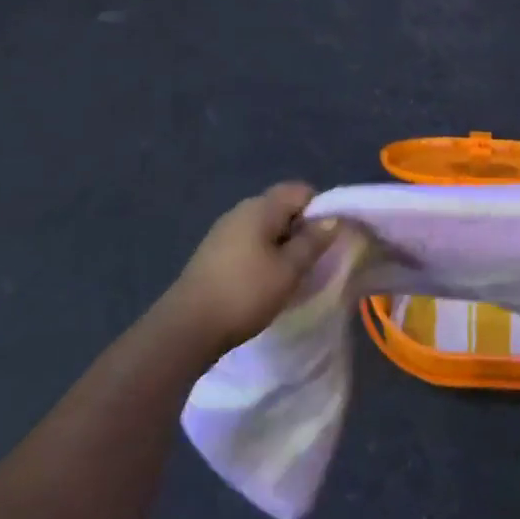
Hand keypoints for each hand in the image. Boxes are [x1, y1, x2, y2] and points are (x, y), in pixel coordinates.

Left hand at [165, 183, 343, 354]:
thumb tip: (333, 219)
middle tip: (312, 261)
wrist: (186, 328)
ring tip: (290, 275)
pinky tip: (264, 283)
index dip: (320, 209)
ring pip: (265, 227)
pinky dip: (263, 256)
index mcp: (261, 207)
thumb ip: (313, 241)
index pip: (301, 191)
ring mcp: (223, 231)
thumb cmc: (245, 293)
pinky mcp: (213, 253)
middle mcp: (241, 211)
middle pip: (282, 207)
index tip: (327, 240)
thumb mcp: (289, 270)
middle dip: (302, 229)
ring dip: (282, 246)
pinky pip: (249, 243)